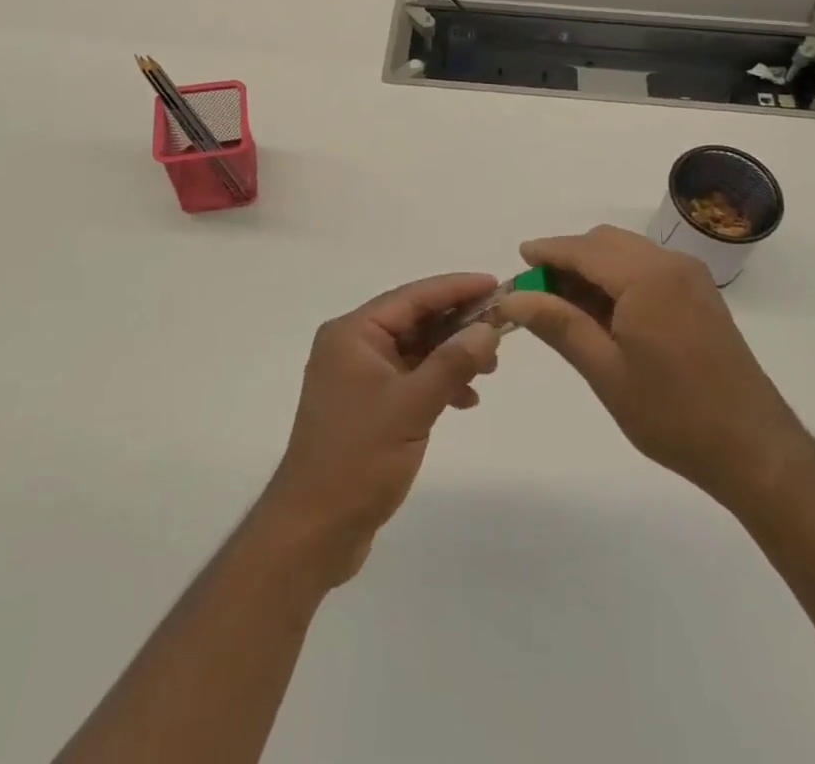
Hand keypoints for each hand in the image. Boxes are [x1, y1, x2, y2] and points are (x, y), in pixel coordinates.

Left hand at [259, 273, 502, 586]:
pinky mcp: (366, 406)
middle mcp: (352, 346)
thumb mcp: (411, 407)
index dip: (456, 288)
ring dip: (451, 355)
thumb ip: (452, 364)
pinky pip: (409, 377)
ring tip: (490, 369)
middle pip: (414, 320)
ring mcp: (358, 377)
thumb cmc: (358, 459)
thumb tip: (488, 329)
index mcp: (353, 334)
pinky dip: (437, 383)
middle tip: (502, 331)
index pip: (412, 296)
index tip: (496, 284)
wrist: (312, 531)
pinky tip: (465, 400)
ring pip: (415, 349)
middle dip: (458, 325)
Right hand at [496, 226, 807, 505]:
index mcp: (646, 277)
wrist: (754, 449)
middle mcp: (670, 263)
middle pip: (604, 243)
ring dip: (592, 269)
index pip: (582, 249)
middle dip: (568, 260)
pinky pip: (648, 268)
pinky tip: (604, 314)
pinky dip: (618, 278)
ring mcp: (690, 277)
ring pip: (626, 253)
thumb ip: (557, 325)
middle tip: (538, 295)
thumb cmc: (673, 414)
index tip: (517, 261)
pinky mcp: (700, 294)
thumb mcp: (605, 371)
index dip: (546, 252)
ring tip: (566, 309)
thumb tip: (513, 298)